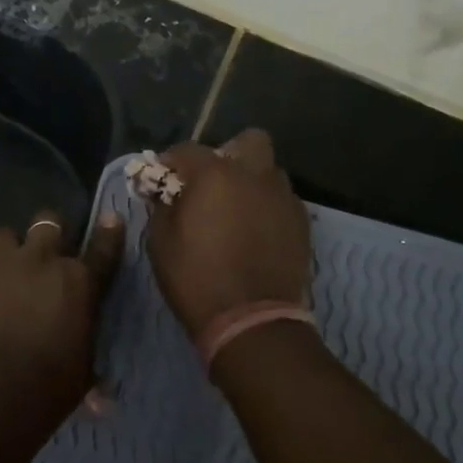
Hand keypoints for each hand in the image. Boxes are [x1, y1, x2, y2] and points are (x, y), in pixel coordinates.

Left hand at [0, 209, 124, 405]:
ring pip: (2, 234)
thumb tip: (103, 401)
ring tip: (3, 269)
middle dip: (48, 231)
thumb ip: (88, 368)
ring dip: (6, 249)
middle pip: (48, 223)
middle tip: (45, 248)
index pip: (102, 250)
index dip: (109, 232)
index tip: (112, 219)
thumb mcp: (80, 376)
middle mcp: (40, 262)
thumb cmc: (49, 384)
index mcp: (78, 282)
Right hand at [147, 130, 311, 335]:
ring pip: (268, 171)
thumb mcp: (160, 241)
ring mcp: (282, 197)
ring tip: (236, 209)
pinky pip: (282, 200)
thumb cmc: (196, 278)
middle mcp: (253, 174)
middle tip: (212, 183)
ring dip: (251, 180)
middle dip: (228, 154)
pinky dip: (267, 206)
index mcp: (215, 174)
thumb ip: (161, 206)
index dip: (170, 162)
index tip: (161, 179)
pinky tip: (255, 231)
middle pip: (247, 142)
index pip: (186, 150)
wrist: (251, 320)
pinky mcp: (301, 222)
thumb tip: (163, 191)